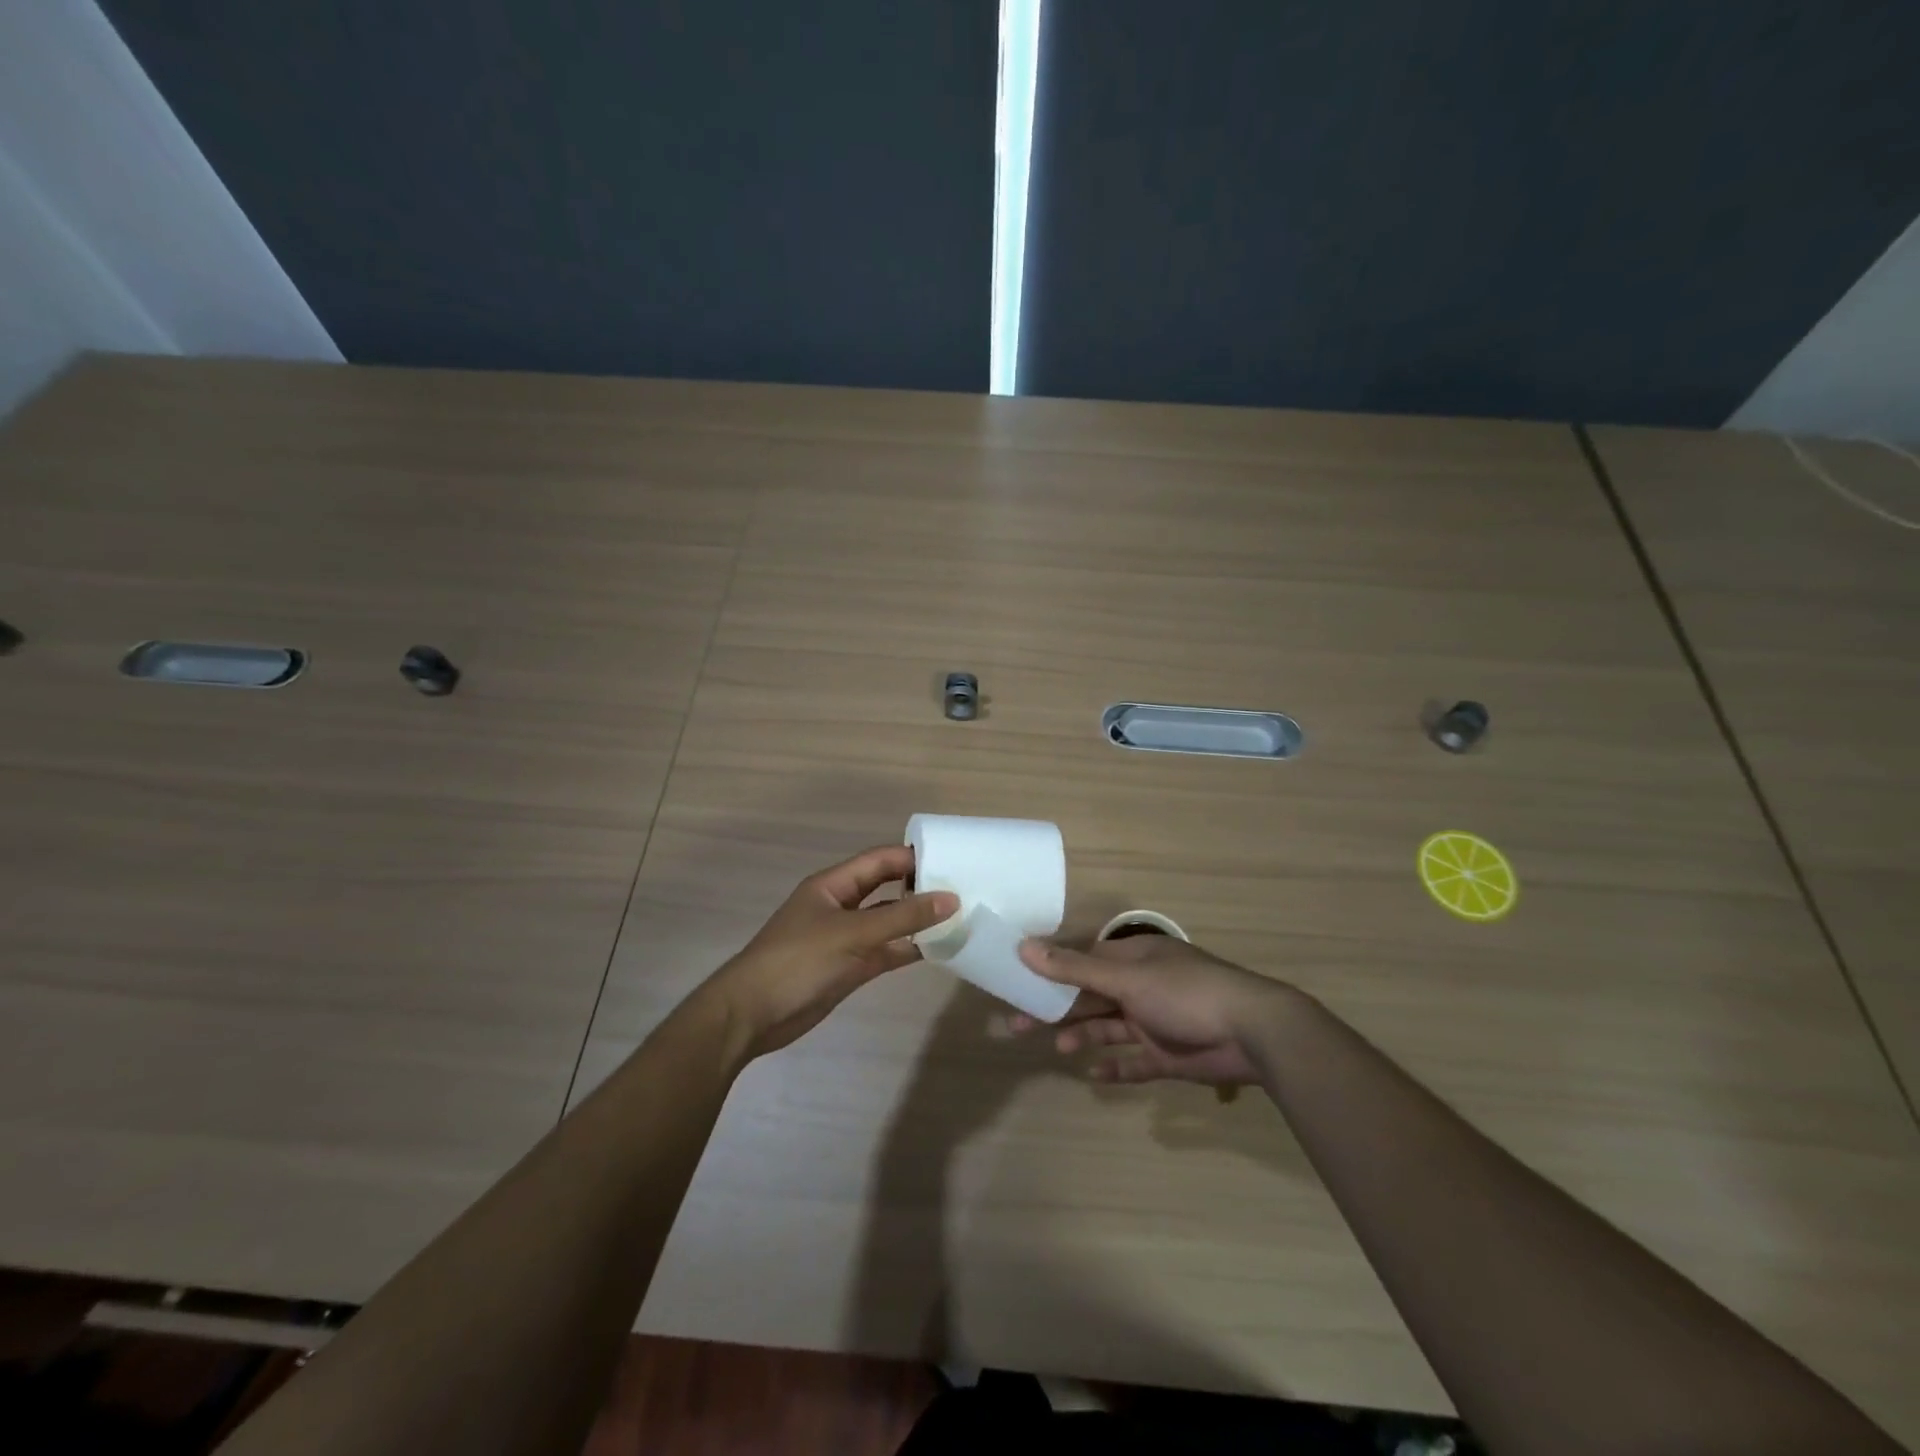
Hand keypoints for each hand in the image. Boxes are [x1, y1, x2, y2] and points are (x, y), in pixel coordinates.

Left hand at [705, 845, 957, 1058]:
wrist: (752, 1015)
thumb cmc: (798, 961)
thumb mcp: (853, 934)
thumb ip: (902, 917)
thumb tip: (951, 898)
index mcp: (833, 885)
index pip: (879, 860)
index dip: (912, 857)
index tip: (952, 861)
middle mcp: (841, 906)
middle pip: (885, 888)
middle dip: (918, 887)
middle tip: (962, 888)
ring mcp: (845, 938)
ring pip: (888, 922)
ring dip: (916, 921)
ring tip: (958, 917)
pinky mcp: (849, 967)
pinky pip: (885, 951)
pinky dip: (907, 949)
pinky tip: (938, 949)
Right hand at [1011, 935, 1294, 1085]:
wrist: (1253, 1033)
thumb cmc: (1185, 993)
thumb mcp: (1126, 978)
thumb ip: (1075, 969)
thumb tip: (1024, 947)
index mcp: (1133, 959)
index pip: (1082, 960)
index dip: (1050, 970)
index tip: (1017, 981)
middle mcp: (1141, 986)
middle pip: (1089, 995)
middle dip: (1057, 1009)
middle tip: (1017, 1024)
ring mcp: (1155, 1020)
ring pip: (1108, 1027)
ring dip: (1082, 1035)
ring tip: (1058, 1048)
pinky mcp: (1169, 1055)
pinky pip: (1135, 1061)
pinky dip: (1116, 1067)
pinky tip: (1095, 1074)